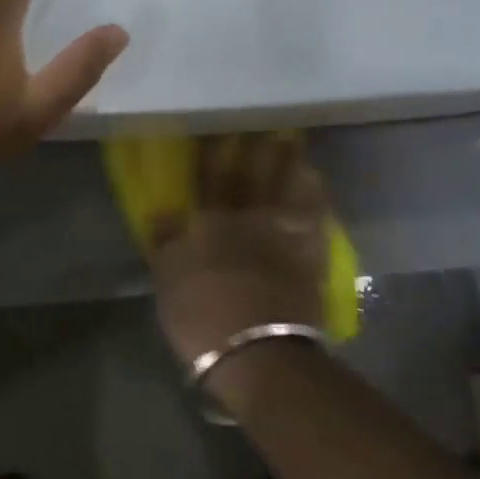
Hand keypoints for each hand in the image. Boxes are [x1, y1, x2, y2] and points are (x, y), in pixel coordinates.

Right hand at [149, 133, 329, 374]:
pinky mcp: (308, 257)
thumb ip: (166, 243)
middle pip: (252, 176)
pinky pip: (314, 218)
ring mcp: (281, 236)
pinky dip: (316, 198)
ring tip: (295, 146)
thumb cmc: (201, 317)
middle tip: (266, 125)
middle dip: (257, 150)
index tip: (220, 131)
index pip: (209, 178)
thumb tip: (161, 213)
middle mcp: (247, 218)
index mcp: (209, 222)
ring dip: (290, 165)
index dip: (214, 153)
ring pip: (286, 189)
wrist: (257, 353)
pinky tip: (317, 186)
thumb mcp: (167, 282)